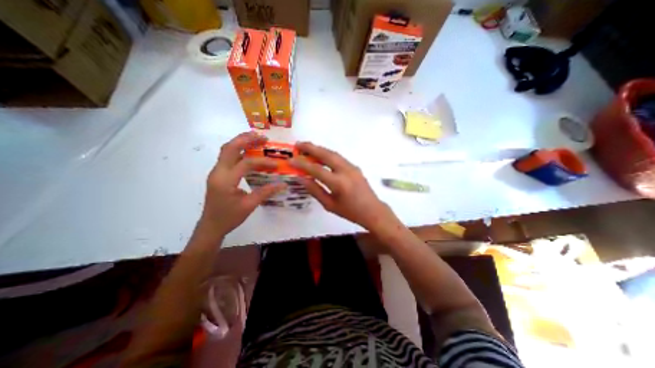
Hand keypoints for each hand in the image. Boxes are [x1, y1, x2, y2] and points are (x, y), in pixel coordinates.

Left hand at [202, 132, 285, 234]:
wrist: (210, 226)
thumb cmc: (229, 217)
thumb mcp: (249, 206)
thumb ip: (266, 192)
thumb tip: (283, 184)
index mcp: (225, 181)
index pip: (246, 164)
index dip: (263, 162)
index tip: (276, 164)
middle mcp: (218, 172)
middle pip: (230, 148)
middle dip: (247, 139)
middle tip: (263, 138)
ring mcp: (216, 172)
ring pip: (227, 150)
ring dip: (241, 142)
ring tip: (257, 139)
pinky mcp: (218, 174)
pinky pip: (227, 156)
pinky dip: (239, 150)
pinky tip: (249, 152)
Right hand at [292, 141, 399, 231]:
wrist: (372, 210)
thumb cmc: (350, 212)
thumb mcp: (329, 205)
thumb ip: (315, 190)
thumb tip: (301, 178)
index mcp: (338, 183)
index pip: (316, 169)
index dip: (302, 164)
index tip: (291, 160)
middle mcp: (346, 171)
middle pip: (326, 154)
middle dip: (311, 147)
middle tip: (298, 144)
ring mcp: (352, 167)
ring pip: (333, 153)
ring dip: (319, 149)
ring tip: (307, 147)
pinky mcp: (355, 167)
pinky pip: (339, 157)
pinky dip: (328, 154)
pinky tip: (321, 155)